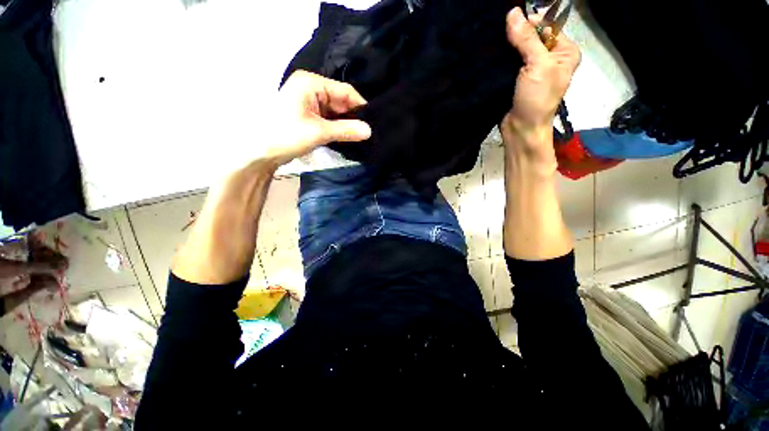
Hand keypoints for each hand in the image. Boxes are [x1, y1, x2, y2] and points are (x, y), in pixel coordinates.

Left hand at [265, 71, 371, 166]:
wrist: (261, 152)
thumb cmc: (286, 135)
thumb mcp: (319, 132)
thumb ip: (346, 130)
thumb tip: (369, 131)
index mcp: (311, 83)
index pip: (344, 91)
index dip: (360, 106)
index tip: (373, 122)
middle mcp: (311, 88)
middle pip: (340, 100)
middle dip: (353, 117)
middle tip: (369, 132)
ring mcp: (309, 102)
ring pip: (335, 111)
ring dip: (346, 124)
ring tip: (361, 136)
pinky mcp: (308, 114)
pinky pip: (329, 118)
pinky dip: (337, 127)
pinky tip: (347, 136)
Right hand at [501, 7, 579, 145]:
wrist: (521, 129)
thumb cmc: (537, 99)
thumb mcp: (537, 66)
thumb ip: (526, 39)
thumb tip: (513, 12)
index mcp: (564, 51)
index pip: (547, 26)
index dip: (530, 22)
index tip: (510, 23)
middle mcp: (550, 57)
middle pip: (532, 37)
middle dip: (516, 34)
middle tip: (499, 34)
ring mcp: (532, 69)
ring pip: (518, 50)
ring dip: (506, 47)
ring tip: (493, 45)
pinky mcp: (516, 79)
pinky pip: (509, 63)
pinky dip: (501, 59)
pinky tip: (492, 57)